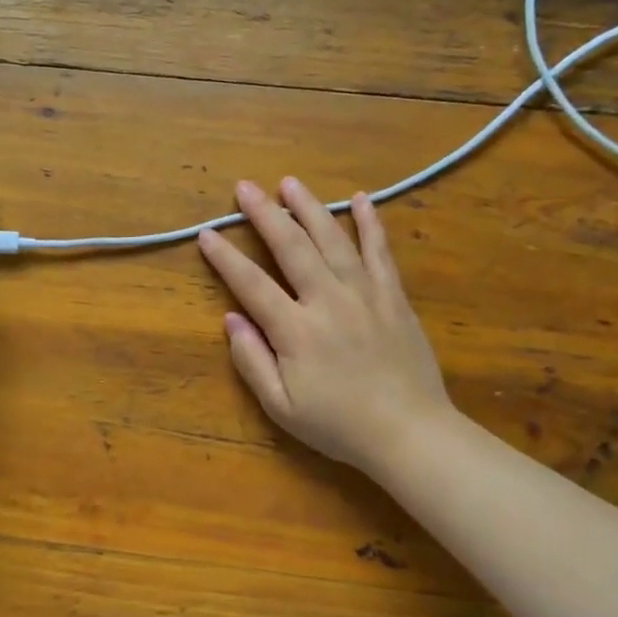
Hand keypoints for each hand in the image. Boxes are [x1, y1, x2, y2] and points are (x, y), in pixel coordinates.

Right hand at [199, 178, 454, 479]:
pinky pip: (380, 251)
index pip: (251, 283)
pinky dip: (370, 223)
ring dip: (309, 207)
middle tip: (245, 187)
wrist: (410, 433)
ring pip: (333, 239)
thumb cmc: (339, 425)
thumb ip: (252, 361)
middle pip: (291, 247)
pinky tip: (361, 199)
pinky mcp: (393, 296)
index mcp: (296, 330)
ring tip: (290, 183)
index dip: (225, 257)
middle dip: (265, 214)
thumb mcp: (281, 407)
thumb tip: (231, 318)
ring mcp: (365, 294)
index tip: (207, 233)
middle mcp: (328, 301)